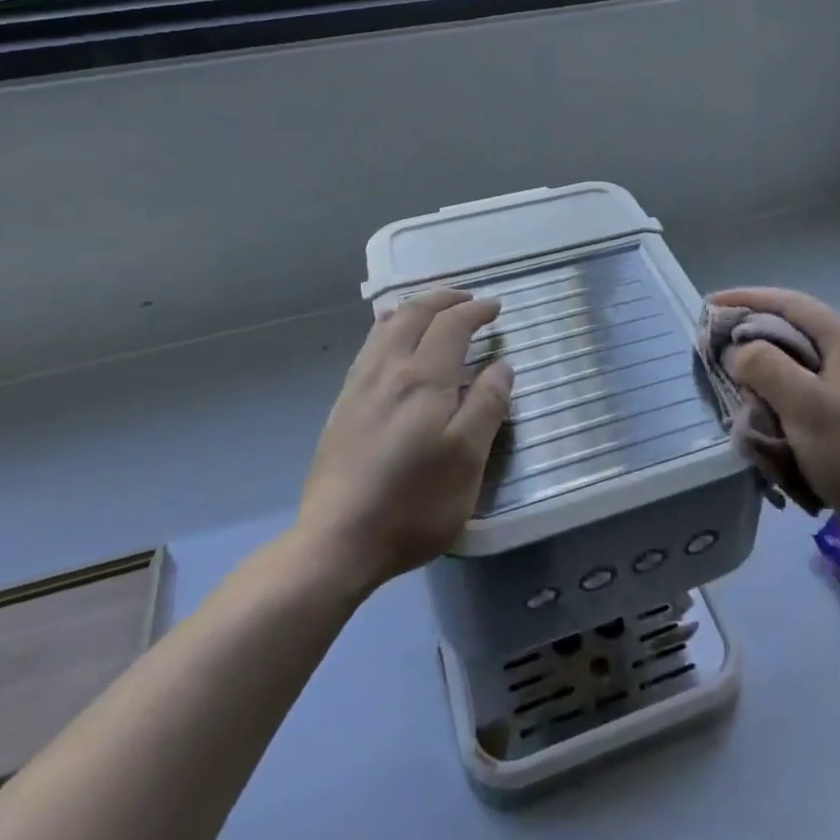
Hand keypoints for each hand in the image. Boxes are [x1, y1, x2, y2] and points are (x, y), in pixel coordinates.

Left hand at [295, 290, 513, 596]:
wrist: (338, 540)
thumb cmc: (415, 502)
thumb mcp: (467, 458)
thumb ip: (487, 405)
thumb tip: (502, 365)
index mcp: (423, 378)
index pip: (451, 325)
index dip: (476, 311)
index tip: (496, 308)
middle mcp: (388, 370)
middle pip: (414, 315)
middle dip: (444, 299)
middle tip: (468, 299)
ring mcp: (359, 386)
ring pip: (385, 327)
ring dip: (414, 308)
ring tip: (431, 310)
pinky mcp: (343, 406)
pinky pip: (369, 347)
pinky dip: (388, 328)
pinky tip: (390, 342)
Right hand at [708, 287, 839, 537]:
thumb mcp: (803, 406)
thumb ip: (765, 367)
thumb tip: (738, 350)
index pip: (792, 304)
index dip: (749, 298)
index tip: (711, 304)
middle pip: (795, 325)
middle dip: (753, 327)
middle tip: (717, 338)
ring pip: (799, 353)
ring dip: (764, 355)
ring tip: (732, 365)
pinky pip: (805, 378)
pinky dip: (778, 379)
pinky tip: (759, 394)